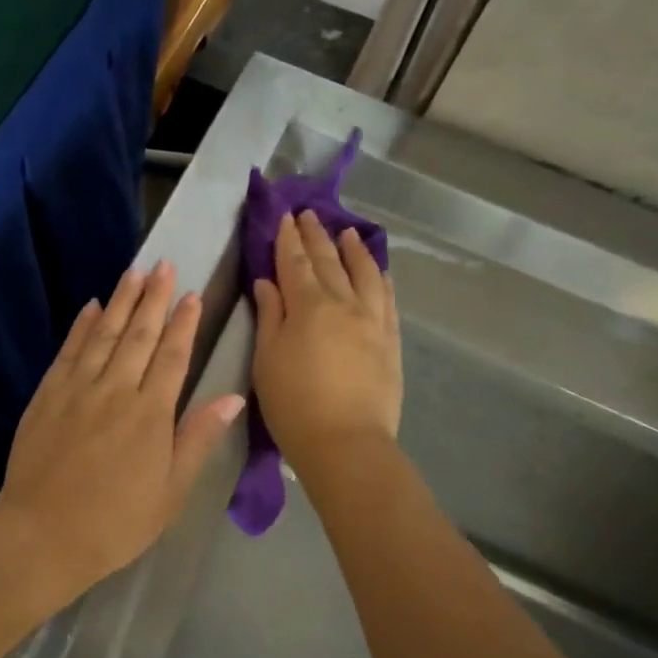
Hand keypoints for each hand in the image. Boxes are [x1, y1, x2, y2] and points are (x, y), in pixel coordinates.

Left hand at [0, 261, 245, 597]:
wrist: (42, 534)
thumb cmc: (116, 522)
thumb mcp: (170, 492)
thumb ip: (197, 439)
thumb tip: (231, 398)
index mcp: (150, 413)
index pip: (172, 356)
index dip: (183, 323)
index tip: (192, 294)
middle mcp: (115, 390)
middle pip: (139, 335)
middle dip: (153, 298)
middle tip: (163, 265)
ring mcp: (77, 389)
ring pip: (104, 334)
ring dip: (121, 302)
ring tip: (134, 272)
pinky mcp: (47, 395)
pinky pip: (68, 351)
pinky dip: (81, 327)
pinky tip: (91, 307)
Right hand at [252, 211, 400, 467]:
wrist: (346, 443)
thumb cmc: (293, 404)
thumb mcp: (267, 360)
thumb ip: (270, 316)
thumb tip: (268, 282)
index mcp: (308, 306)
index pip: (295, 263)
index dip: (288, 239)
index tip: (285, 217)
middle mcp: (344, 303)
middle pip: (329, 262)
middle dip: (316, 236)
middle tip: (309, 214)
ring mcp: (372, 320)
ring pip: (364, 273)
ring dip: (353, 249)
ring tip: (347, 232)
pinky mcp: (390, 340)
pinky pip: (387, 298)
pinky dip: (380, 278)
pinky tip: (378, 270)